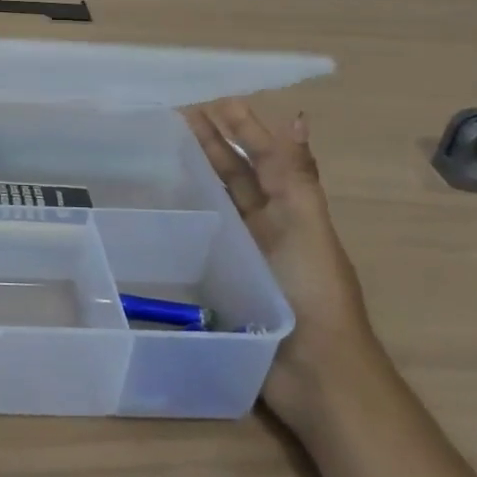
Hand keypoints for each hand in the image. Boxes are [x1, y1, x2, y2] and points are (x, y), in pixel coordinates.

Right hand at [182, 100, 375, 428]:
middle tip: (179, 117)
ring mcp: (246, 251)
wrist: (314, 374)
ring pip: (221, 201)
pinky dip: (188, 216)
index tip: (211, 102)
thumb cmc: (312, 294)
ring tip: (167, 150)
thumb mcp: (306, 228)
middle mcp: (268, 224)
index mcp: (291, 209)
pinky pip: (204, 236)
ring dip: (201, 172)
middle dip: (216, 143)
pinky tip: (163, 208)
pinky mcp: (226, 277)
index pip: (264, 157)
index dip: (243, 128)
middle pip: (239, 174)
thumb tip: (298, 117)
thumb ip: (296, 176)